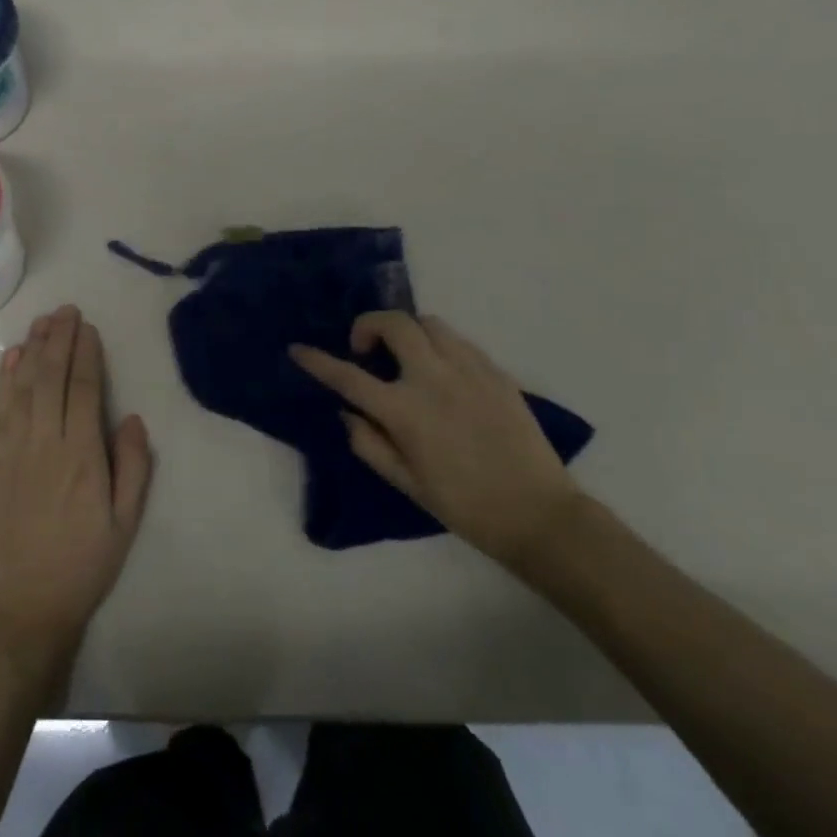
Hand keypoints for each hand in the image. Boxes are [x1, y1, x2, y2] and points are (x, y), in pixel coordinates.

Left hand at [0, 305, 152, 673]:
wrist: (21, 612)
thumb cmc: (81, 568)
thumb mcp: (125, 525)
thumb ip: (133, 468)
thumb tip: (131, 418)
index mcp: (82, 456)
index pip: (83, 390)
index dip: (85, 354)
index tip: (88, 328)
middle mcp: (45, 443)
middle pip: (51, 378)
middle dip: (60, 340)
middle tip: (66, 310)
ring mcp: (12, 452)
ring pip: (23, 388)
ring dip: (33, 350)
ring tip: (42, 322)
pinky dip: (5, 381)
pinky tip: (11, 359)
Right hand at [290, 312, 580, 568]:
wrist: (538, 513)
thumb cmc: (464, 505)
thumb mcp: (406, 483)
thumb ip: (369, 443)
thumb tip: (347, 412)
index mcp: (405, 411)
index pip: (348, 376)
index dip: (318, 361)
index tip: (298, 350)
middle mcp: (433, 378)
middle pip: (393, 323)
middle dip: (368, 325)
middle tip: (364, 349)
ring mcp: (468, 369)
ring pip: (428, 323)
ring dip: (406, 331)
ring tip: (404, 357)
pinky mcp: (495, 371)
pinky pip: (458, 340)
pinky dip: (437, 344)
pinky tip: (440, 370)